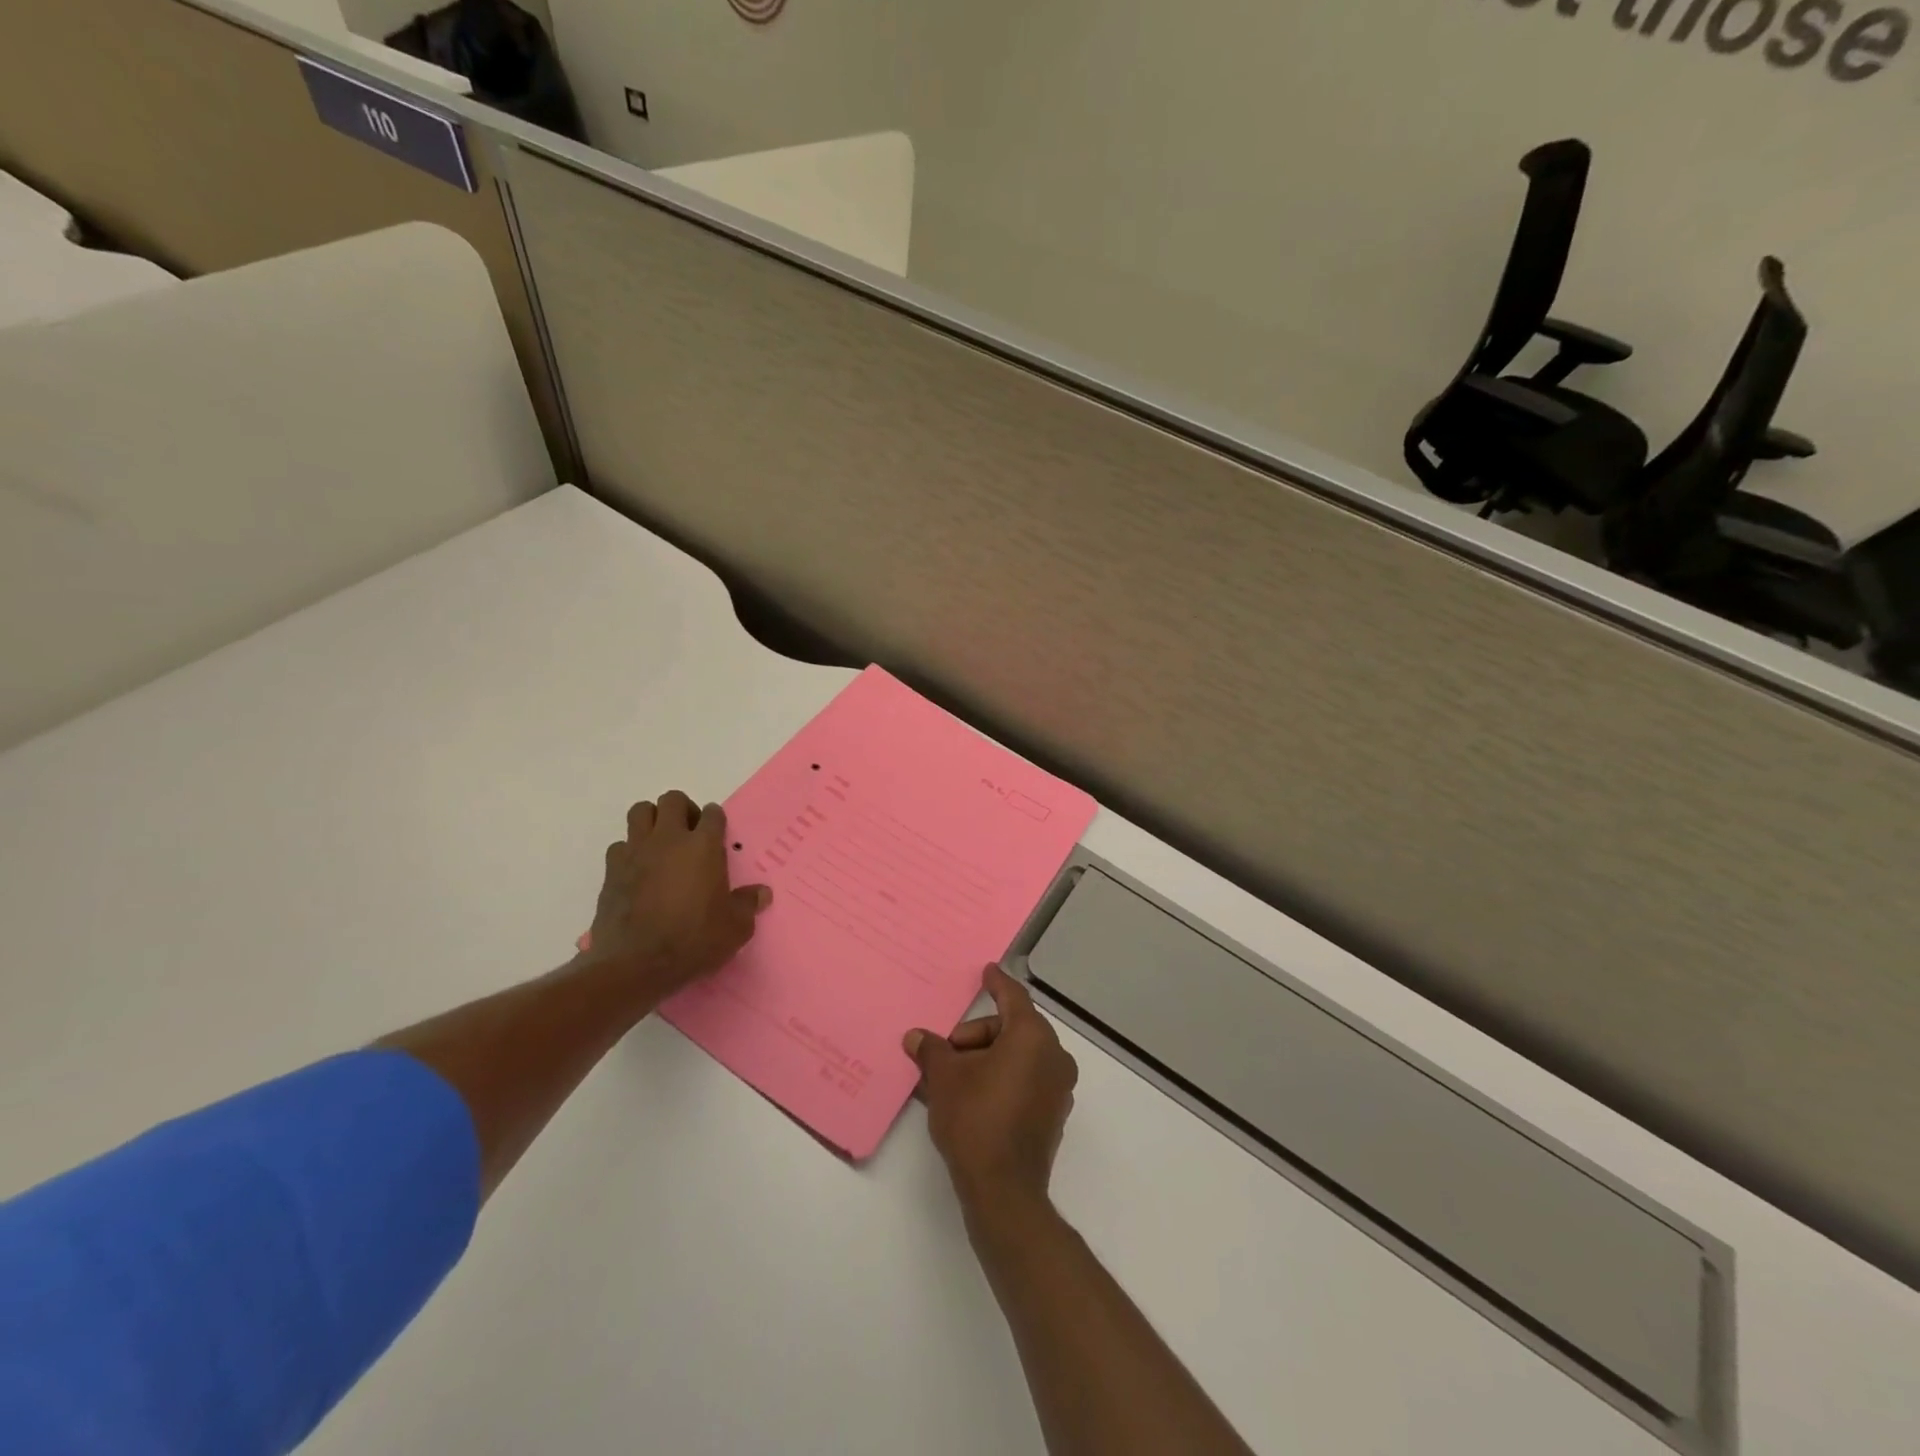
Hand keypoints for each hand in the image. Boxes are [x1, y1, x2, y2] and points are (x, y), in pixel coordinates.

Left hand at [586, 791, 770, 998]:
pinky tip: (638, 871)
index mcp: (703, 846)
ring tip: (661, 844)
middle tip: (690, 834)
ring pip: (641, 812)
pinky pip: (620, 846)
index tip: (718, 835)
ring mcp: (636, 851)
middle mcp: (669, 839)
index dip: (716, 820)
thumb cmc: (693, 940)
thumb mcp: (734, 928)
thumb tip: (762, 893)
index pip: (712, 813)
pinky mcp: (611, 870)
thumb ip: (747, 905)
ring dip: (652, 821)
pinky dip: (629, 852)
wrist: (635, 964)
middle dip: (683, 810)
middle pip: (673, 800)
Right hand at [905, 964, 1077, 1213]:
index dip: (997, 983)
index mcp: (1032, 1036)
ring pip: (1020, 1055)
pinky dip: (1003, 1077)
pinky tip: (973, 1096)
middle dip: (978, 1035)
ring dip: (988, 1057)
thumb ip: (932, 1050)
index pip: (1013, 997)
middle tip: (948, 1051)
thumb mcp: (944, 1078)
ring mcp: (1059, 1087)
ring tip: (954, 1077)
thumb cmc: (975, 1119)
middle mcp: (1054, 1056)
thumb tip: (915, 1037)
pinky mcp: (1054, 1114)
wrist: (1004, 1190)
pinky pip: (1027, 1079)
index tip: (987, 971)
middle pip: (1013, 1028)